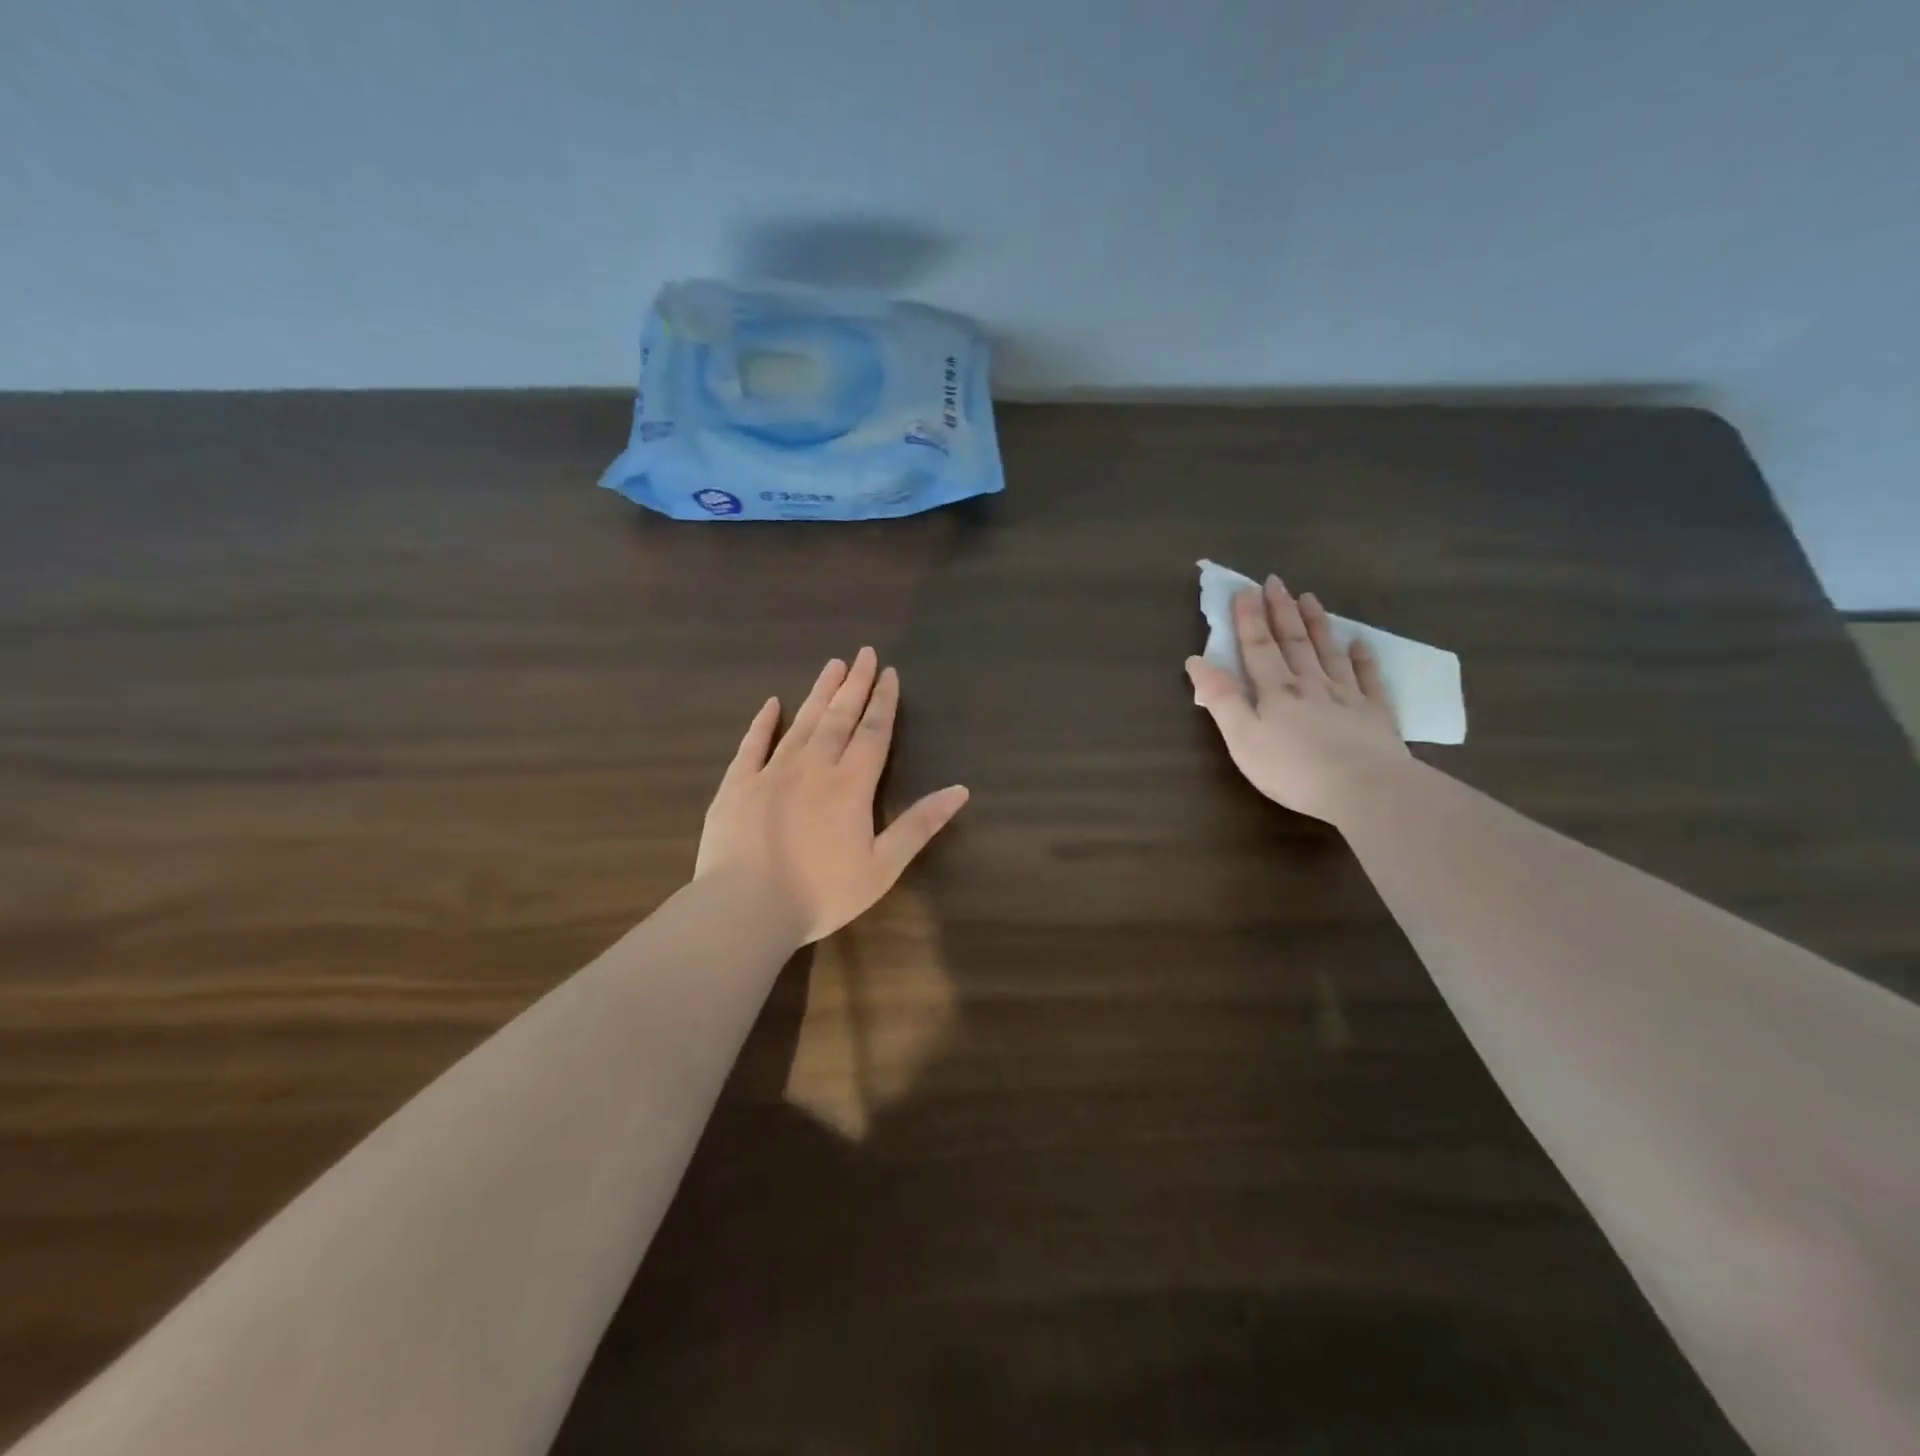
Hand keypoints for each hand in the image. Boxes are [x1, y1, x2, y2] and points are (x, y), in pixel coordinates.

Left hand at [695, 647, 969, 944]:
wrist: (745, 909)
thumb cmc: (821, 893)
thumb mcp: (882, 866)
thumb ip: (919, 825)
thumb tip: (960, 790)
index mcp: (851, 784)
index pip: (873, 732)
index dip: (884, 702)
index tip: (890, 673)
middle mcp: (813, 766)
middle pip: (839, 717)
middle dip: (855, 685)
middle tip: (864, 654)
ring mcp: (771, 772)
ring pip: (801, 722)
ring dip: (819, 693)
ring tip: (833, 665)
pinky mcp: (737, 785)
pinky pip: (752, 744)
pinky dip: (763, 722)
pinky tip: (771, 703)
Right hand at [1185, 577, 1408, 823]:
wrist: (1364, 789)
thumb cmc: (1292, 769)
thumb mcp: (1242, 738)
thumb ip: (1221, 699)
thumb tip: (1196, 661)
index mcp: (1275, 692)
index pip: (1258, 647)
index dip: (1249, 619)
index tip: (1245, 590)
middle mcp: (1310, 685)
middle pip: (1293, 642)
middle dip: (1281, 611)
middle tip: (1276, 581)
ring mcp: (1346, 697)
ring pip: (1328, 652)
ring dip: (1317, 624)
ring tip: (1310, 598)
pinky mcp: (1375, 715)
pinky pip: (1368, 679)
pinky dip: (1363, 659)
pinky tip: (1360, 644)